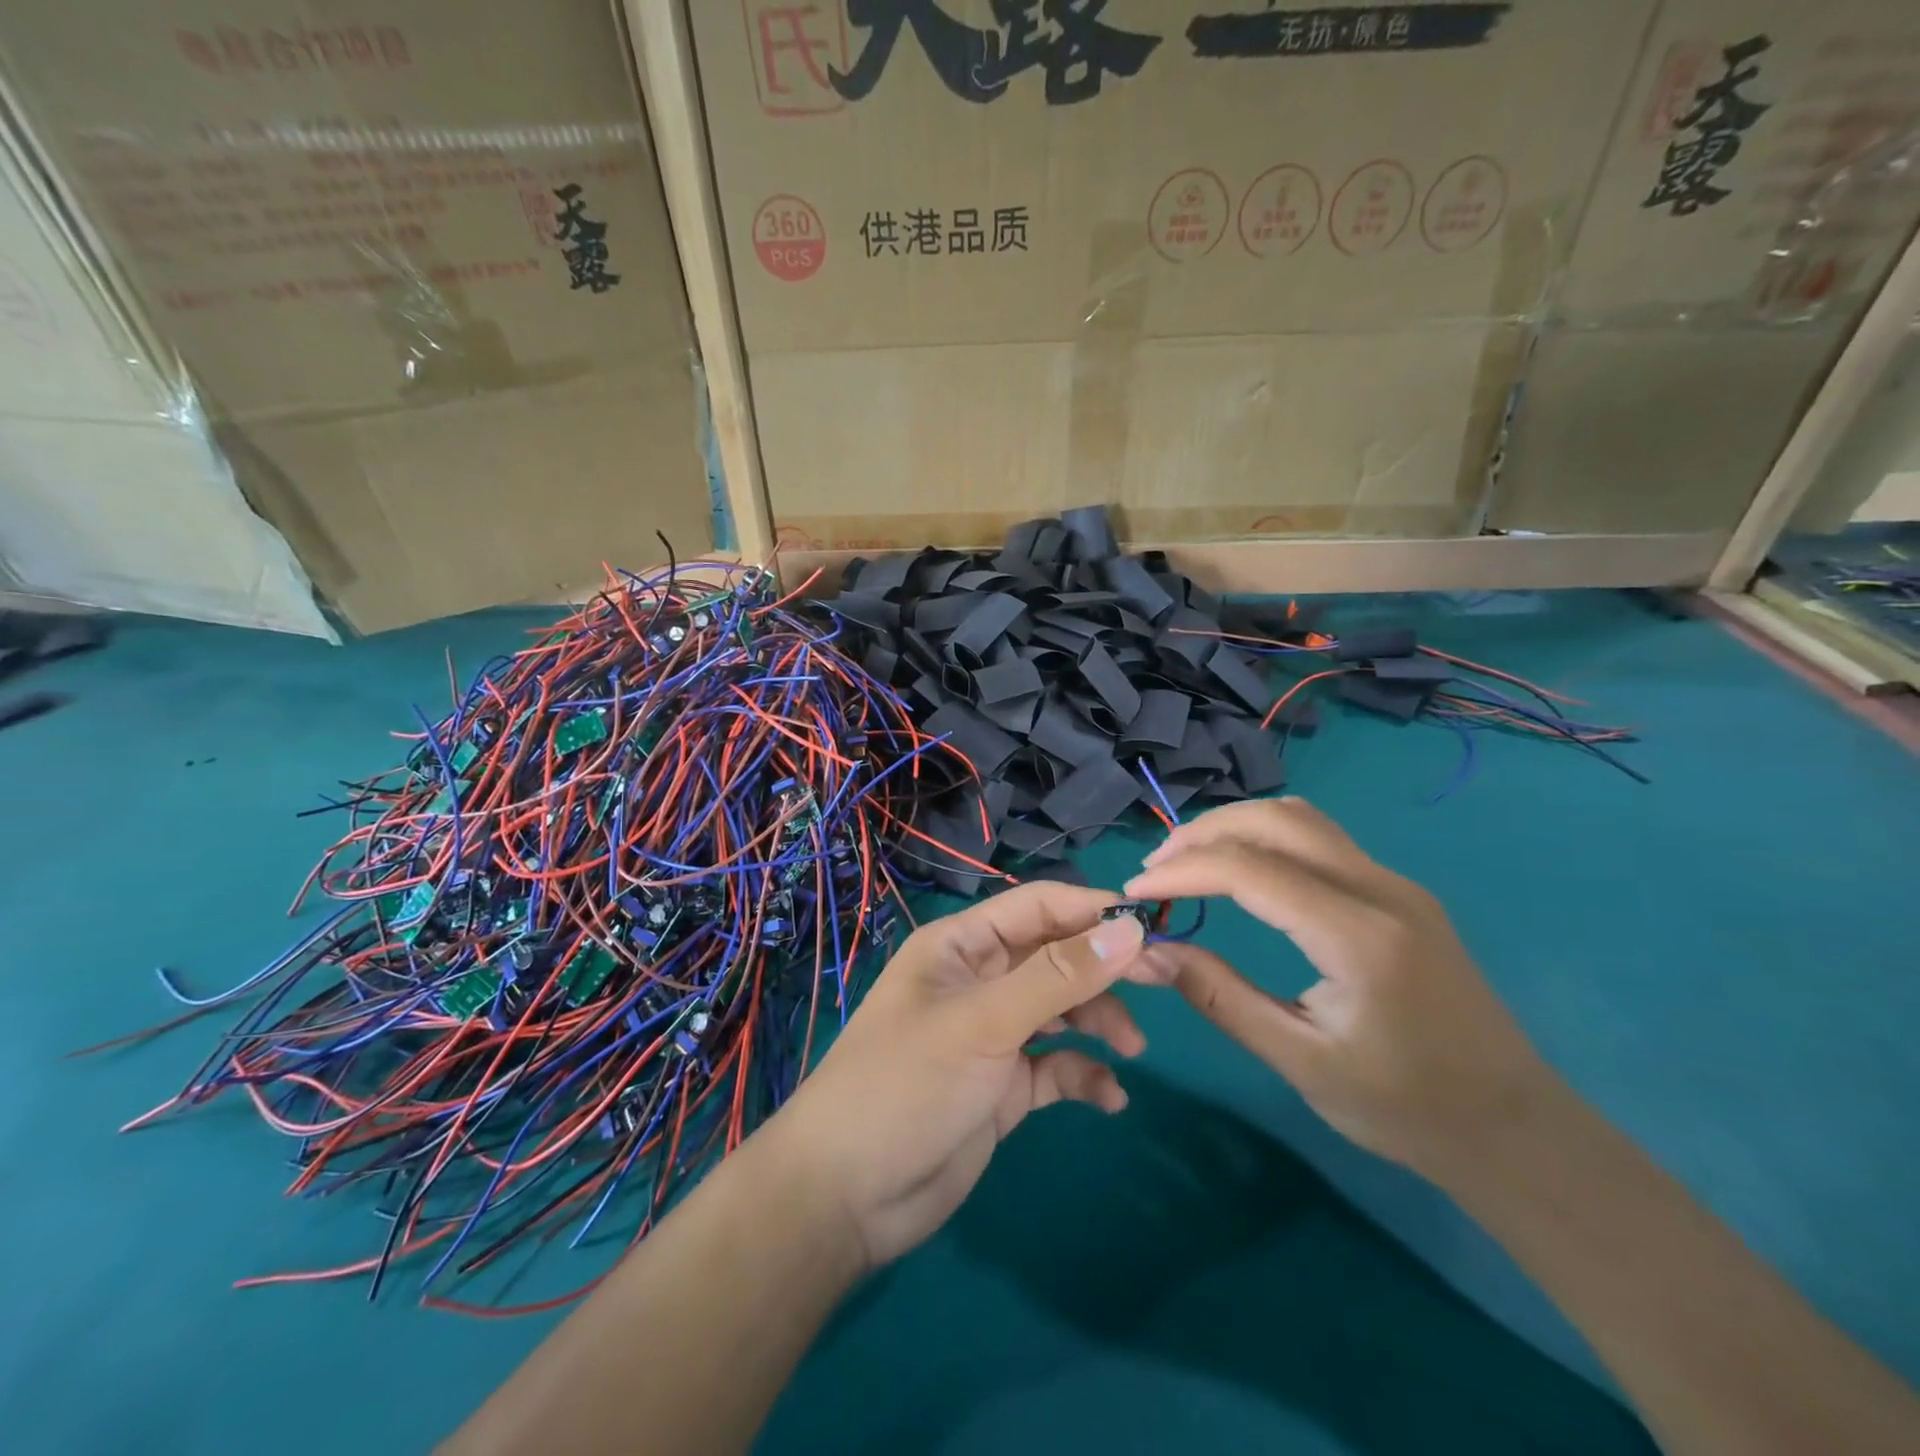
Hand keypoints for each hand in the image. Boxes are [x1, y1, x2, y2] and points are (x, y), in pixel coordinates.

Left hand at [762, 883, 1149, 1268]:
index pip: (1037, 908)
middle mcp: (979, 981)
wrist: (847, 1196)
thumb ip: (1057, 978)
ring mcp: (992, 1035)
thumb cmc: (906, 1085)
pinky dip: (1083, 1074)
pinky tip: (1109, 1097)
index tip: (1151, 926)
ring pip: (1061, 1010)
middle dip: (1105, 967)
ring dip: (1099, 1021)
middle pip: (1055, 957)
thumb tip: (1129, 931)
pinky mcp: (1003, 1086)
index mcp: (961, 946)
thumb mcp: (983, 1023)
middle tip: (1166, 980)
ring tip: (1132, 1048)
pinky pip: (1055, 1066)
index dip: (1092, 911)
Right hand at [1123, 799, 1557, 1180]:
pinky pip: (1320, 838)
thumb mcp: (1300, 1062)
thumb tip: (1151, 952)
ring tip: (1188, 862)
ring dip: (1235, 827)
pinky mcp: (1398, 891)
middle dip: (1202, 833)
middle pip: (1274, 821)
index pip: (1249, 870)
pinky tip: (1240, 870)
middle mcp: (1380, 889)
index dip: (1181, 872)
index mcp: (1358, 935)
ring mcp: (1395, 883)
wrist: (1514, 1126)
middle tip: (1155, 869)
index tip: (1135, 893)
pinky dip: (1265, 838)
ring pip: (1299, 819)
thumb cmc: (1405, 1107)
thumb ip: (1220, 997)